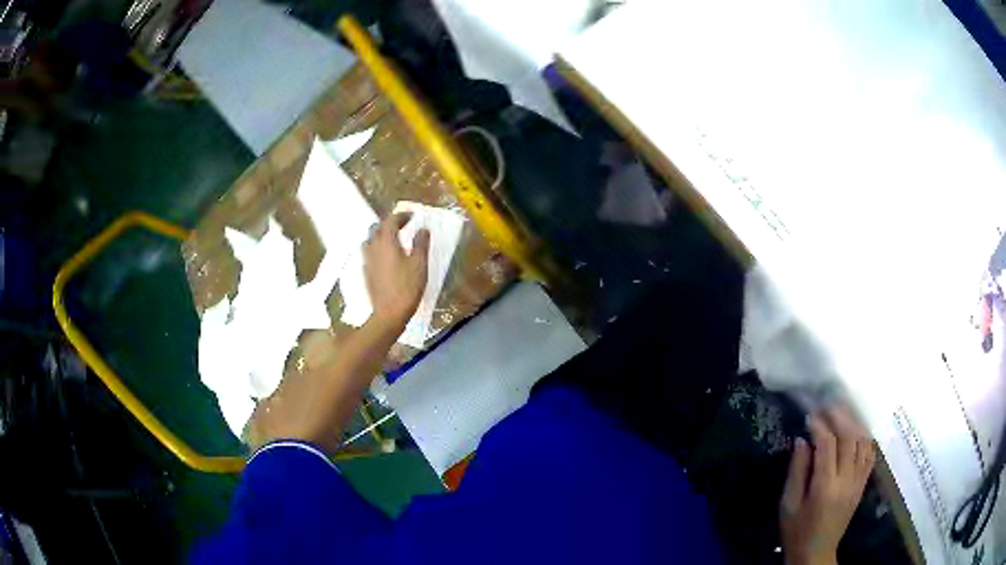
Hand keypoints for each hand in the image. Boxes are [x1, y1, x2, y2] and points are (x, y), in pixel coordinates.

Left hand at [363, 212, 429, 327]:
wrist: (389, 313)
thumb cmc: (407, 287)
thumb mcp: (420, 264)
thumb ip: (421, 243)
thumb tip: (423, 229)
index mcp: (387, 242)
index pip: (391, 221)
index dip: (401, 215)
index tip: (412, 215)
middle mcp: (373, 248)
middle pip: (377, 228)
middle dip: (390, 223)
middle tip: (403, 225)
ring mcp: (367, 261)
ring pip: (370, 240)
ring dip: (380, 235)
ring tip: (392, 239)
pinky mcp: (366, 273)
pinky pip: (369, 253)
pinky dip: (377, 249)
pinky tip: (385, 257)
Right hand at [780, 406, 875, 564]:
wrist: (816, 554)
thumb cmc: (797, 531)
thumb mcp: (788, 505)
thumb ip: (796, 471)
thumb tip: (802, 440)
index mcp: (825, 487)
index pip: (828, 445)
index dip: (820, 426)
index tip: (810, 416)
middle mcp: (847, 480)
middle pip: (849, 437)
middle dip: (838, 416)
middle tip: (827, 405)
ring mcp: (858, 482)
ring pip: (863, 442)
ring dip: (853, 423)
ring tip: (841, 413)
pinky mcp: (863, 485)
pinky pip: (870, 455)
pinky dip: (865, 438)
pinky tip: (856, 431)